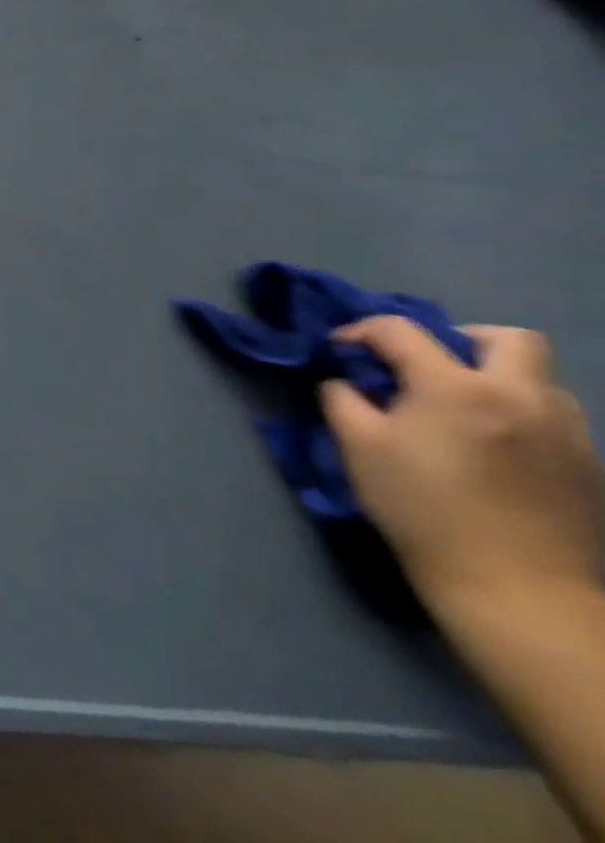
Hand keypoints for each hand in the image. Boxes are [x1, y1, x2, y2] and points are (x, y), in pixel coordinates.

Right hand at [322, 318, 602, 610]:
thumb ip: (343, 398)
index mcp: (456, 387)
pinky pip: (550, 416)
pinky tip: (490, 446)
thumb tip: (344, 380)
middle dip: (460, 340)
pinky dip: (516, 414)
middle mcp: (520, 397)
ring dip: (494, 379)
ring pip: (537, 378)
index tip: (340, 351)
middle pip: (507, 339)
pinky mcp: (587, 465)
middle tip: (425, 368)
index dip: (360, 331)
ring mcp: (565, 432)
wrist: (516, 590)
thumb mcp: (357, 447)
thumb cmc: (423, 510)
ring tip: (458, 410)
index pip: (400, 330)